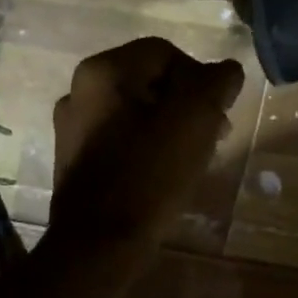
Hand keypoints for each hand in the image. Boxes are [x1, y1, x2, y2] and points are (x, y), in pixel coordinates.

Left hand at [49, 38, 244, 251]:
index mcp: (102, 71)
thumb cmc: (148, 175)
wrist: (98, 245)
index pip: (165, 53)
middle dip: (187, 103)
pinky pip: (120, 138)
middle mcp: (79, 90)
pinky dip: (146, 146)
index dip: (200, 78)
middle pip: (149, 81)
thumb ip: (216, 83)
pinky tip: (164, 172)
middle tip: (213, 135)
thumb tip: (224, 71)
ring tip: (193, 156)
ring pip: (136, 111)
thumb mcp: (195, 119)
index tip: (218, 114)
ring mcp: (72, 127)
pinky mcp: (74, 159)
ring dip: (170, 126)